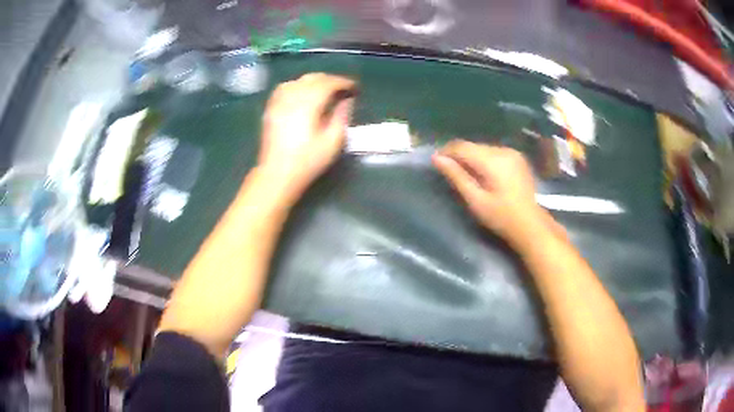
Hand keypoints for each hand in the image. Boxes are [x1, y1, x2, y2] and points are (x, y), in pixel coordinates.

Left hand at [258, 73, 355, 200]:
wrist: (277, 173)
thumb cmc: (308, 160)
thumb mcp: (333, 141)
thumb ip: (341, 116)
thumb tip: (346, 100)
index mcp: (309, 103)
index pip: (328, 83)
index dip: (343, 83)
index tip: (354, 88)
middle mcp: (293, 97)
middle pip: (313, 78)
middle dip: (330, 80)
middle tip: (343, 90)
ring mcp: (279, 101)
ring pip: (298, 80)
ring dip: (314, 82)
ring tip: (324, 91)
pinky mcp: (271, 108)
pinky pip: (285, 88)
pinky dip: (297, 86)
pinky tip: (303, 94)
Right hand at [432, 140, 564, 246]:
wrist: (530, 224)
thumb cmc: (501, 217)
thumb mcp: (475, 200)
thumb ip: (456, 176)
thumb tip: (436, 158)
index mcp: (492, 160)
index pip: (462, 146)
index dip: (446, 151)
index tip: (436, 161)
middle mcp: (503, 150)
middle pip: (473, 146)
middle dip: (459, 155)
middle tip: (449, 171)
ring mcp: (512, 153)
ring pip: (483, 149)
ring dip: (472, 158)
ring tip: (465, 174)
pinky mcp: (518, 158)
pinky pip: (494, 153)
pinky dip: (484, 160)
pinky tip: (483, 174)